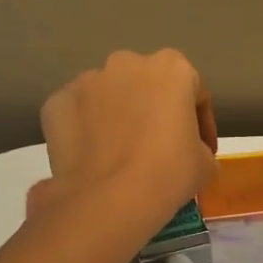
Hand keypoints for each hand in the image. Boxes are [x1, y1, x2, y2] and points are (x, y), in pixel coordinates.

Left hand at [39, 51, 217, 232]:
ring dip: (118, 117)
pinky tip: (94, 158)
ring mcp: (87, 80)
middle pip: (148, 85)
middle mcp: (127, 63)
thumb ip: (200, 146)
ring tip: (121, 155)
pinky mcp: (56, 102)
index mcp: (172, 69)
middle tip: (158, 148)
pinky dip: (86, 130)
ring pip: (109, 96)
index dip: (201, 123)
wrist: (109, 199)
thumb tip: (190, 152)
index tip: (201, 150)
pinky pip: (78, 114)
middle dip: (154, 111)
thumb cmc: (168, 174)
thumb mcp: (206, 163)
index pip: (194, 91)